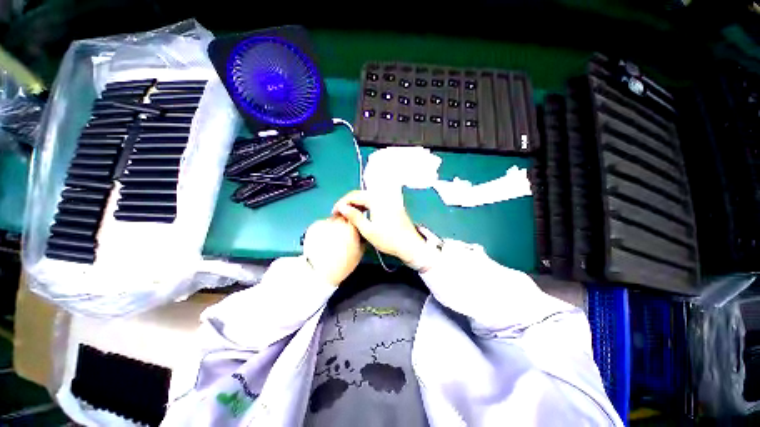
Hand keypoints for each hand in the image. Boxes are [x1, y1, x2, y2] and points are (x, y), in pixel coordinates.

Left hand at [302, 216, 364, 285]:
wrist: (320, 272)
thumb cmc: (343, 263)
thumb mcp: (360, 251)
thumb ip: (362, 236)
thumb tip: (360, 230)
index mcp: (351, 227)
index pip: (355, 215)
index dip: (354, 220)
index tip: (353, 226)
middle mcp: (338, 222)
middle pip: (343, 215)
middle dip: (344, 222)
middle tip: (342, 233)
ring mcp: (324, 223)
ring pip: (332, 219)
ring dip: (333, 225)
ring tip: (332, 238)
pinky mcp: (313, 226)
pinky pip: (322, 224)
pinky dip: (323, 229)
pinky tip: (323, 239)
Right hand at [332, 190, 427, 266]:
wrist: (410, 245)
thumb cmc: (388, 239)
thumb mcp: (368, 230)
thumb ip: (354, 216)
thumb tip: (341, 207)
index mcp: (376, 199)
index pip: (353, 195)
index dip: (341, 203)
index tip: (333, 213)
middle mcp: (383, 195)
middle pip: (360, 194)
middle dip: (348, 202)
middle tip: (339, 214)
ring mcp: (389, 199)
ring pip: (368, 197)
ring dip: (357, 204)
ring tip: (348, 214)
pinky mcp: (392, 204)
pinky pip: (375, 201)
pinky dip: (366, 205)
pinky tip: (362, 213)